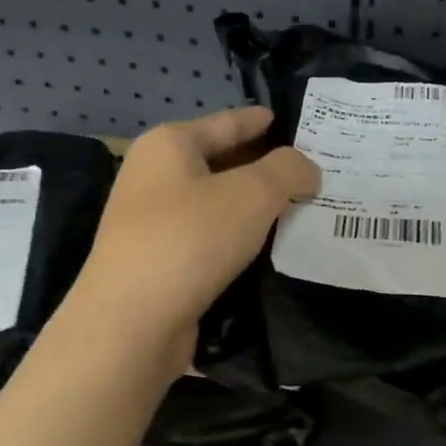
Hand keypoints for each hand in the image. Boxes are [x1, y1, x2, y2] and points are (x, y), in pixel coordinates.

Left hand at [65, 106, 317, 373]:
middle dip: (264, 169)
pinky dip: (238, 244)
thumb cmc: (190, 240)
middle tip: (312, 173)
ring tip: (301, 213)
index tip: (292, 122)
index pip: (226, 123)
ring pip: (216, 208)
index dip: (260, 121)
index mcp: (168, 146)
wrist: (132, 323)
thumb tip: (305, 170)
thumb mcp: (253, 193)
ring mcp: (152, 225)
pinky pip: (209, 243)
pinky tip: (270, 253)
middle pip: (220, 164)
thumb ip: (288, 171)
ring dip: (254, 211)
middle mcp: (154, 179)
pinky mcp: (160, 266)